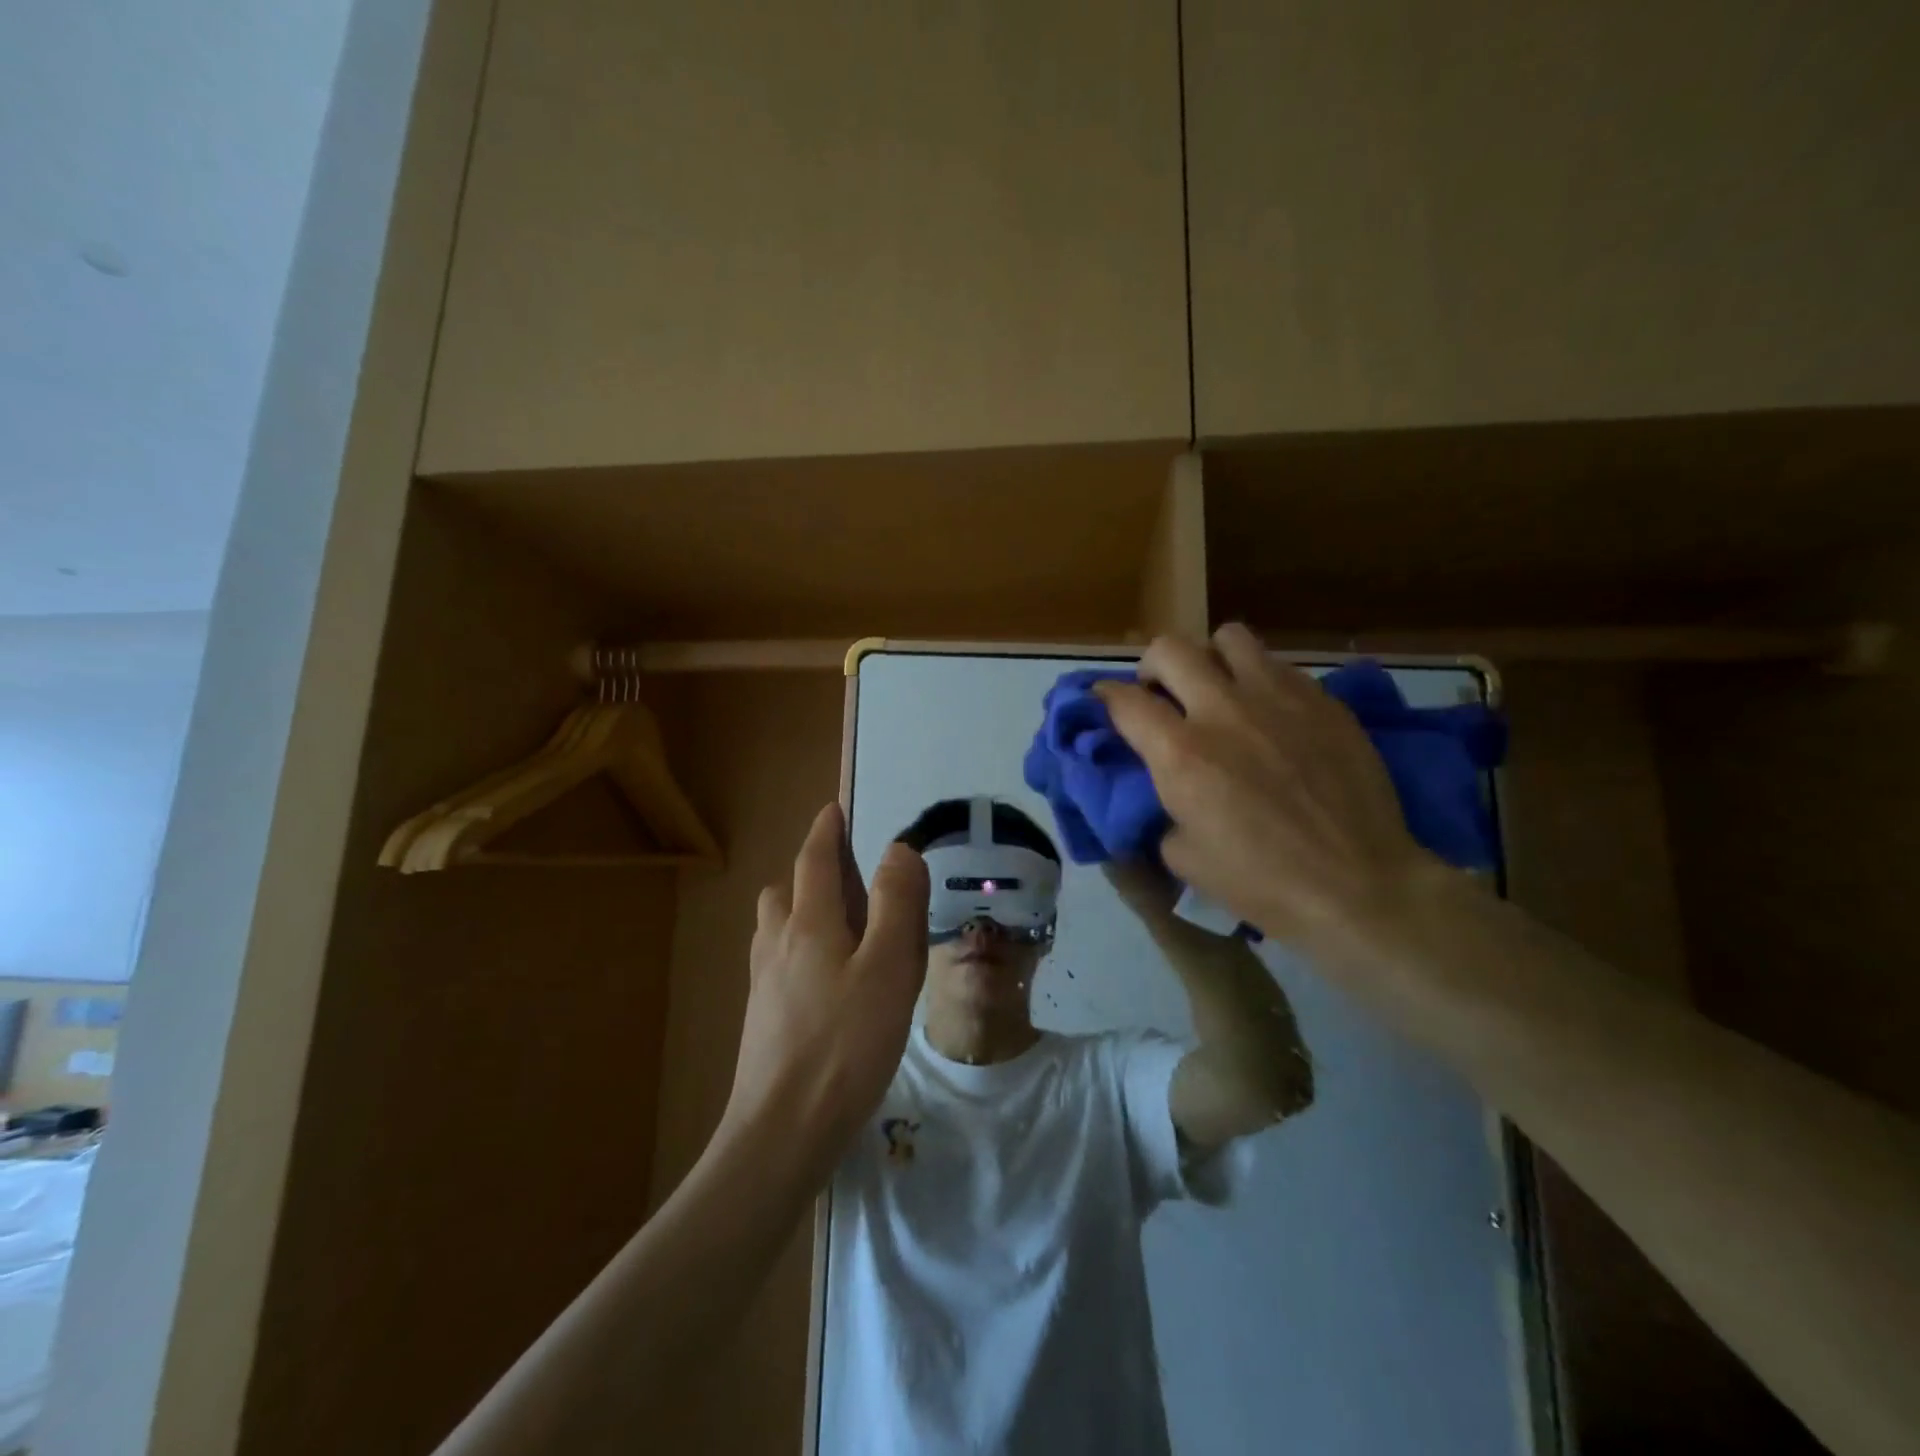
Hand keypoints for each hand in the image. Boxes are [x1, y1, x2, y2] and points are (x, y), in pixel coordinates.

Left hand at [724, 803, 929, 1156]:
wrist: (782, 1131)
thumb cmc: (845, 1044)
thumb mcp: (888, 968)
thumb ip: (896, 904)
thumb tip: (898, 849)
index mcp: (809, 923)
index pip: (814, 860)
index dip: (826, 831)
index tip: (834, 810)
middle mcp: (778, 943)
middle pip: (785, 890)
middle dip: (811, 871)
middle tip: (851, 877)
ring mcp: (764, 983)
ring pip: (776, 927)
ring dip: (801, 909)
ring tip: (842, 927)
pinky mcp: (763, 1018)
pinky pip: (778, 961)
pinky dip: (799, 948)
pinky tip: (827, 981)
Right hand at [1096, 625, 1439, 948]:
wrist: (1358, 886)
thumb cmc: (1261, 882)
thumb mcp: (1182, 857)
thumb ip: (1162, 806)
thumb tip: (1162, 786)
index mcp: (1181, 754)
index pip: (1123, 700)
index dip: (1103, 697)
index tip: (1102, 702)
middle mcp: (1223, 711)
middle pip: (1169, 650)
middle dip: (1152, 668)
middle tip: (1160, 695)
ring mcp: (1278, 698)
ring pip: (1228, 637)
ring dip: (1210, 660)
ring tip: (1218, 690)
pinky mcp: (1322, 701)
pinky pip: (1278, 665)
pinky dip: (1258, 680)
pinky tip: (1269, 714)